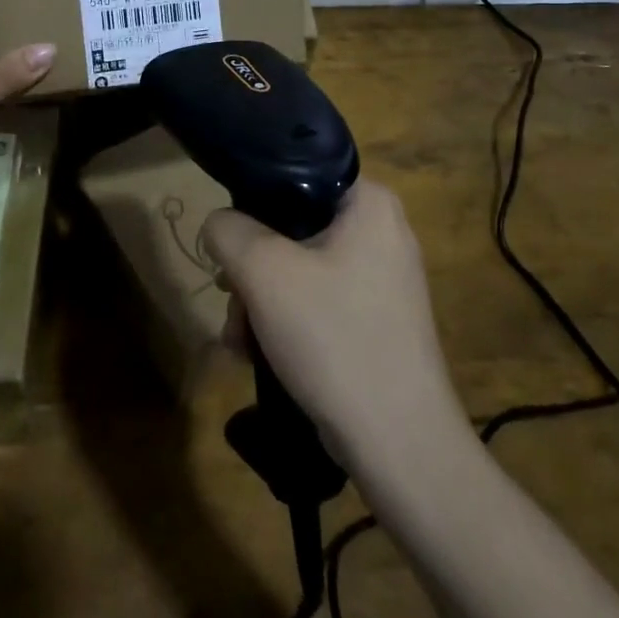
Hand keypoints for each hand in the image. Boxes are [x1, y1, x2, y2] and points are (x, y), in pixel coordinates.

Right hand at [200, 180, 466, 469]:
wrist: (398, 443)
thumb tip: (219, 225)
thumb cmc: (334, 337)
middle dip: (251, 268)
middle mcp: (382, 231)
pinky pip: (318, 301)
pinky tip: (258, 354)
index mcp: (370, 203)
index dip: (254, 201)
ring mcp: (382, 278)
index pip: (298, 175)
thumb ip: (229, 230)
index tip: (229, 240)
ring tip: (239, 340)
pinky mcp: (375, 319)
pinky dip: (285, 322)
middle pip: (293, 227)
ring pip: (299, 268)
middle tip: (230, 299)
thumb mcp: (264, 271)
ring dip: (260, 300)